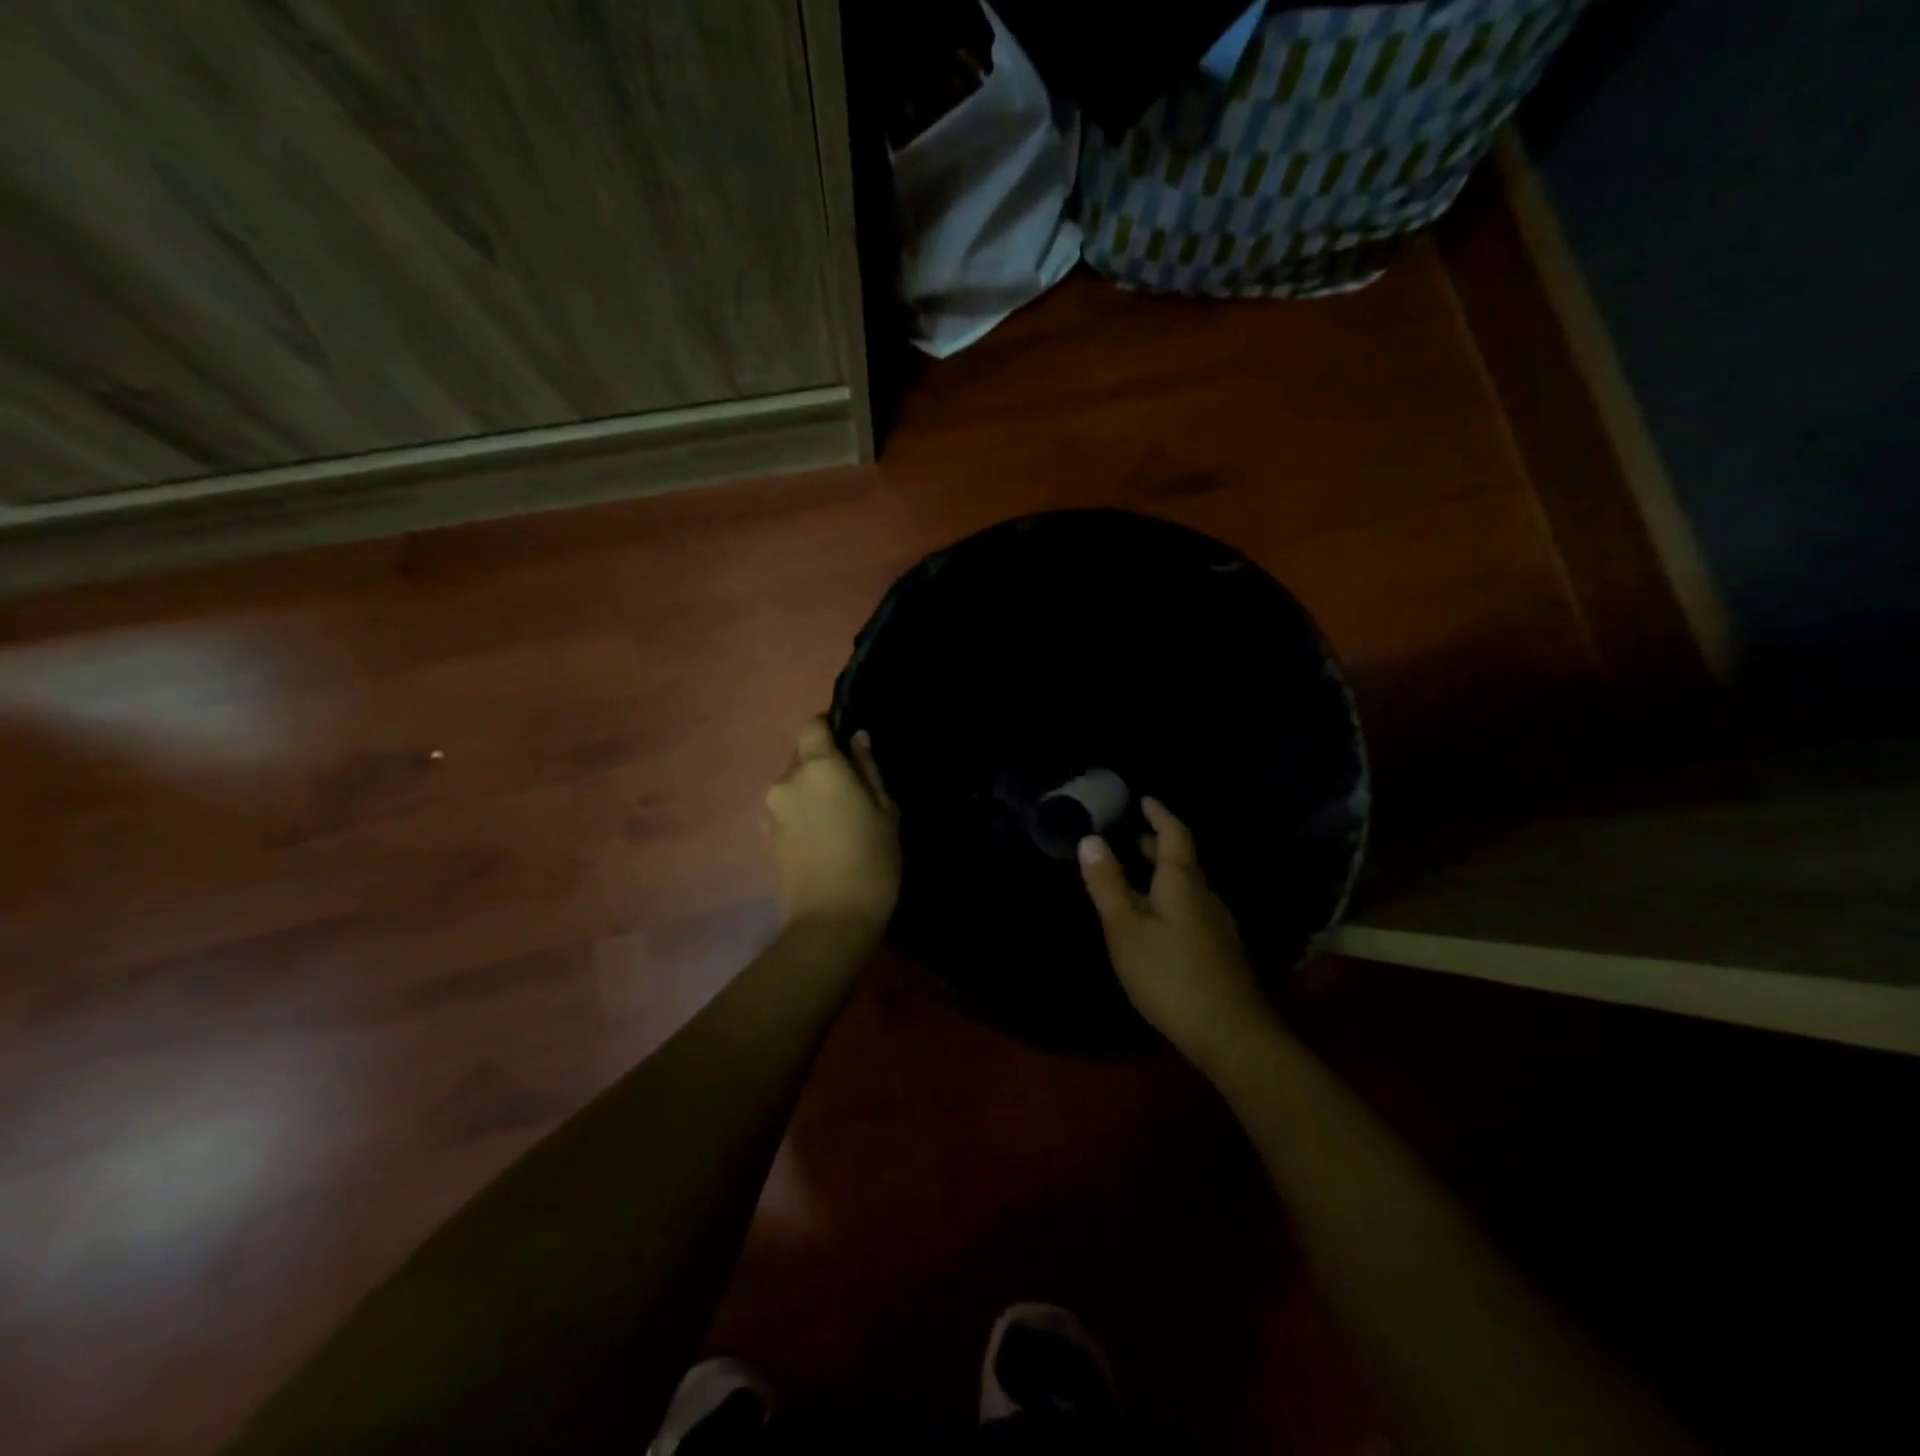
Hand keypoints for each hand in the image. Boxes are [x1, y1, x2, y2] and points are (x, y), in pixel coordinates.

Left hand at [764, 718, 900, 935]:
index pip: (812, 725)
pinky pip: (784, 808)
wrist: (830, 922)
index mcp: (818, 767)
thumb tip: (858, 740)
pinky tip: (820, 835)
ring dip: (810, 788)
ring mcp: (771, 810)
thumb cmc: (871, 861)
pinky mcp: (765, 836)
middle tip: (851, 785)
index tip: (850, 745)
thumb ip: (869, 770)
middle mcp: (786, 780)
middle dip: (821, 760)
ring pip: (791, 782)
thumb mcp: (885, 811)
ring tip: (836, 816)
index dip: (829, 728)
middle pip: (799, 753)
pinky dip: (799, 811)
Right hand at [1078, 798, 1271, 1059]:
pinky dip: (1170, 898)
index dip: (1159, 815)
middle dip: (1158, 845)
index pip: (1174, 835)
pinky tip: (1157, 920)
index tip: (1144, 799)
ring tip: (1138, 876)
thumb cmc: (1169, 974)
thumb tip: (1090, 838)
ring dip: (1164, 874)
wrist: (1230, 1033)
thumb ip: (1107, 884)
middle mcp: (1205, 896)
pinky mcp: (1221, 951)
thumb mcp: (1125, 928)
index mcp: (1182, 883)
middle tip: (1132, 837)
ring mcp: (1218, 925)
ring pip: (1188, 887)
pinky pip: (1192, 908)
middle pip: (1183, 861)